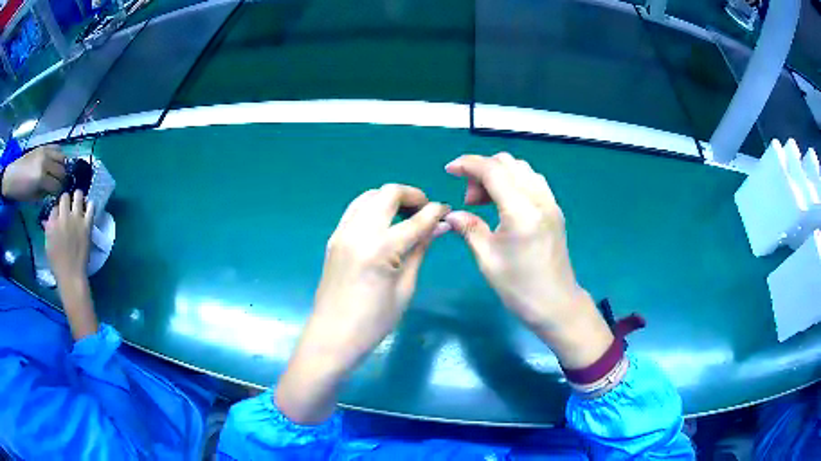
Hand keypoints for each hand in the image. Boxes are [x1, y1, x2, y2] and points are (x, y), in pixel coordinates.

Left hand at [1, 145, 64, 201]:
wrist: (13, 176)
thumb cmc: (20, 191)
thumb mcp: (32, 198)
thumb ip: (44, 193)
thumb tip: (53, 191)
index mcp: (41, 178)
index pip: (57, 185)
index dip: (59, 192)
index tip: (58, 196)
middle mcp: (45, 162)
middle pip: (61, 170)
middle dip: (62, 179)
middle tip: (60, 185)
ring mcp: (45, 152)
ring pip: (62, 158)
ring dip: (62, 166)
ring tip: (59, 173)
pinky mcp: (43, 146)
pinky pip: (57, 148)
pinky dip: (59, 155)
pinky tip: (56, 162)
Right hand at [45, 191, 94, 283]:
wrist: (71, 276)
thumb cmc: (57, 265)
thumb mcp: (48, 245)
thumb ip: (48, 229)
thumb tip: (49, 219)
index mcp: (52, 223)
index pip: (54, 206)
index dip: (57, 210)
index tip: (60, 215)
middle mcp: (63, 217)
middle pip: (65, 197)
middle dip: (66, 200)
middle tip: (69, 208)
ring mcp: (76, 219)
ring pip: (78, 195)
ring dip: (78, 198)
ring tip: (79, 204)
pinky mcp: (87, 225)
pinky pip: (91, 206)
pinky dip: (90, 205)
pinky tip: (88, 209)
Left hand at [276, 184, 449, 423]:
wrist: (332, 335)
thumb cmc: (374, 322)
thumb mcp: (405, 288)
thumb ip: (420, 251)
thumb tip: (438, 227)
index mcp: (380, 249)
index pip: (415, 220)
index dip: (434, 212)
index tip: (446, 210)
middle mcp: (359, 232)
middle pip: (388, 194)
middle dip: (411, 195)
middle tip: (426, 210)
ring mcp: (342, 232)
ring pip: (369, 196)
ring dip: (390, 198)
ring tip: (406, 214)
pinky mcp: (334, 238)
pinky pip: (355, 209)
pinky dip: (373, 207)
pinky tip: (384, 223)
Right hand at [445, 153, 612, 368]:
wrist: (556, 304)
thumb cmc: (520, 287)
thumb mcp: (488, 259)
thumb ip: (469, 229)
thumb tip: (451, 213)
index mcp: (521, 211)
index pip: (492, 170)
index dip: (467, 164)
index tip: (449, 170)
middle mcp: (539, 199)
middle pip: (507, 163)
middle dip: (482, 171)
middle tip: (470, 200)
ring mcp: (550, 203)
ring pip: (521, 169)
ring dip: (499, 174)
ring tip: (485, 202)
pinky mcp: (554, 210)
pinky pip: (532, 181)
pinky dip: (514, 181)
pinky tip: (504, 204)